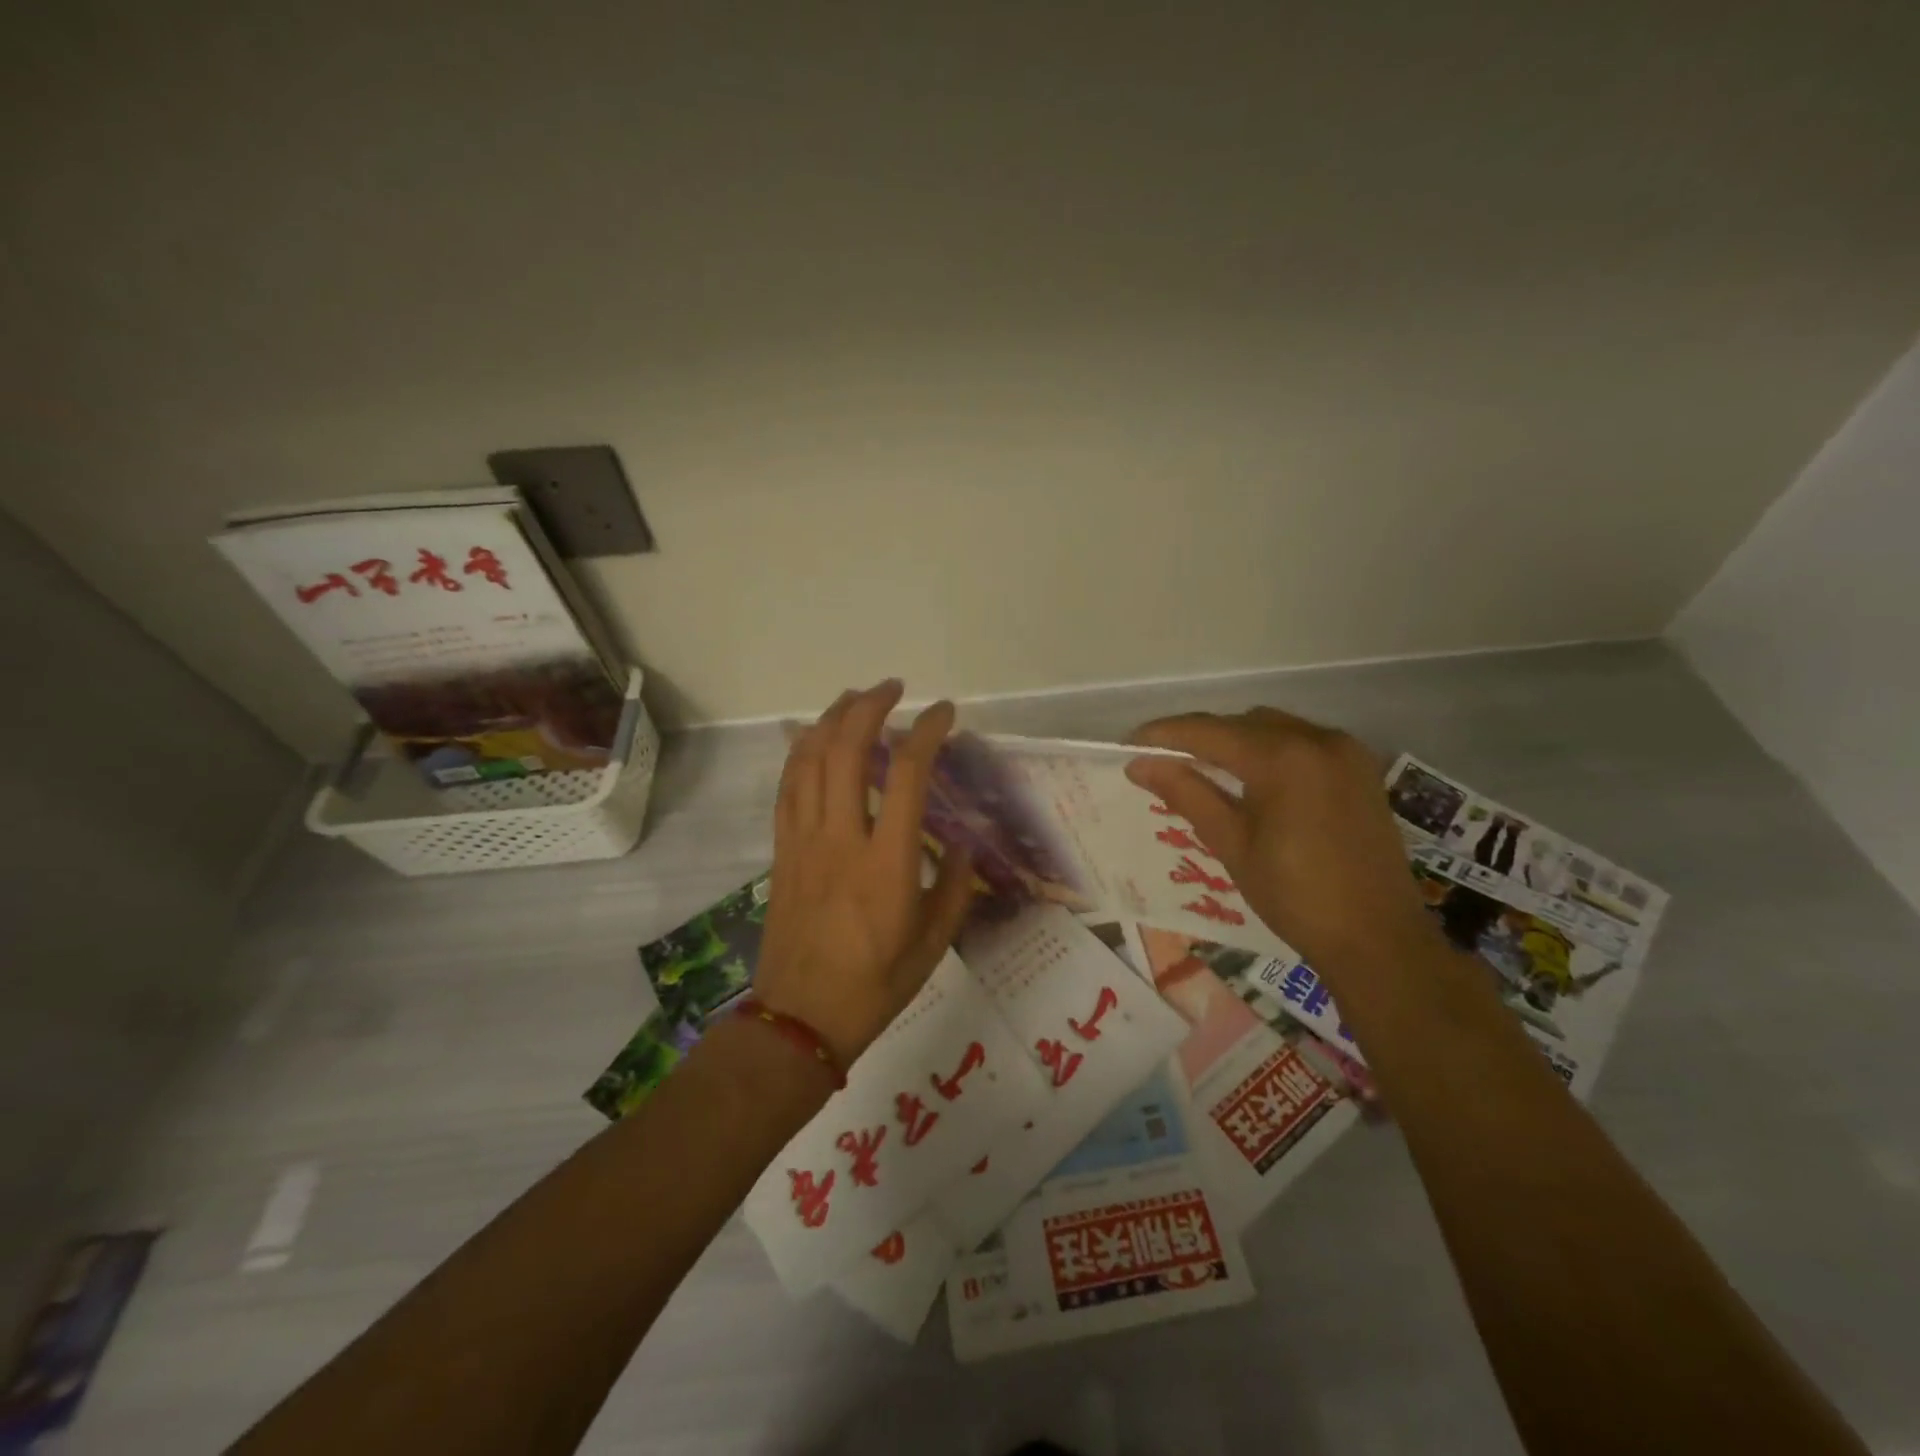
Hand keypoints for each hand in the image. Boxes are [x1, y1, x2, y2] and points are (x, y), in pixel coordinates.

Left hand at [755, 680, 975, 1067]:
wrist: (800, 1019)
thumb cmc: (875, 985)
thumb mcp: (933, 943)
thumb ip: (954, 887)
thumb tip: (962, 846)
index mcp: (887, 863)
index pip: (908, 775)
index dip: (927, 732)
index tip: (944, 713)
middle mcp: (842, 839)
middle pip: (847, 750)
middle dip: (870, 707)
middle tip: (893, 688)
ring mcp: (804, 841)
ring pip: (810, 760)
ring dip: (832, 719)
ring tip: (854, 698)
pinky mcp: (782, 850)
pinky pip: (787, 787)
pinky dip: (800, 752)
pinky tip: (812, 737)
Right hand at [1124, 707, 1436, 976]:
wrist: (1377, 938)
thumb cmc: (1295, 896)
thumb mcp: (1232, 844)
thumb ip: (1186, 793)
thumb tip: (1139, 765)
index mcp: (1282, 757)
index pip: (1208, 732)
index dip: (1163, 735)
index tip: (1128, 746)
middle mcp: (1316, 739)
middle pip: (1240, 722)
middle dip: (1198, 737)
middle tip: (1162, 762)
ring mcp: (1344, 751)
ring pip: (1272, 727)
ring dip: (1234, 740)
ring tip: (1203, 770)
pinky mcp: (1359, 768)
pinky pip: (1301, 741)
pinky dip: (1268, 750)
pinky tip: (1251, 778)